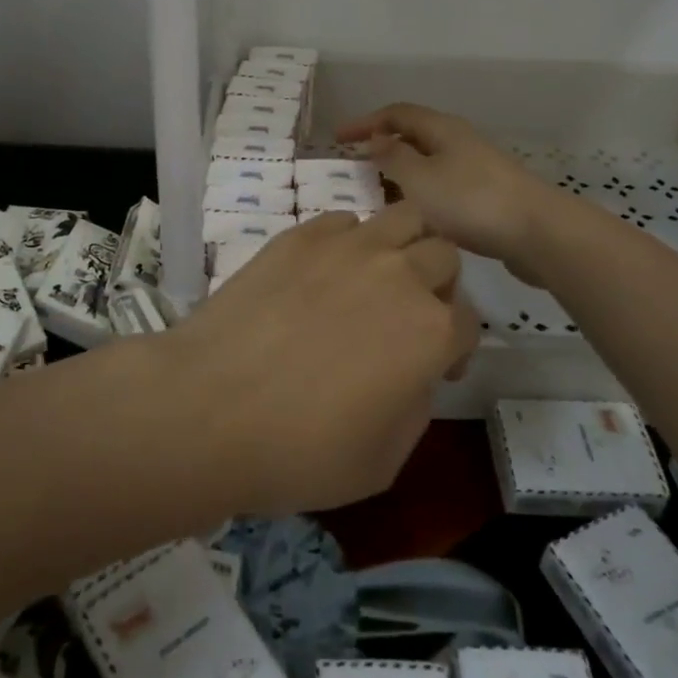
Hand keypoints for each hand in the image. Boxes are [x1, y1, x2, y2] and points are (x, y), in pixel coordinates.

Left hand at [171, 204, 474, 514]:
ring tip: (377, 277)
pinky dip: (350, 240)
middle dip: (438, 286)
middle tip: (408, 317)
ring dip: (405, 245)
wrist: (209, 408)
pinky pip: (345, 220)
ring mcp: (348, 246)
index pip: (469, 322)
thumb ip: (416, 406)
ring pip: (404, 217)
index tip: (434, 370)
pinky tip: (325, 273)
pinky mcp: (301, 235)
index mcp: (431, 331)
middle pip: (443, 255)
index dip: (457, 349)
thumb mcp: (383, 460)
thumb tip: (413, 374)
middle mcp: (399, 274)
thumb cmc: (300, 451)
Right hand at [336, 103, 556, 280]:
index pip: (396, 113)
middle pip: (414, 135)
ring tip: (378, 194)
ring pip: (428, 162)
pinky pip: (442, 185)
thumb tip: (376, 140)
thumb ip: (392, 158)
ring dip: (401, 173)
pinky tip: (415, 216)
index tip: (337, 138)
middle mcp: (459, 141)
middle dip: (383, 147)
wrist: (537, 233)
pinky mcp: (487, 195)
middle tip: (355, 167)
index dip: (365, 122)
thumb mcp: (419, 179)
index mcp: (442, 129)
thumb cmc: (470, 201)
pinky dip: (421, 193)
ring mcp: (477, 168)